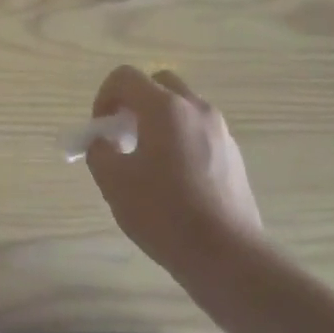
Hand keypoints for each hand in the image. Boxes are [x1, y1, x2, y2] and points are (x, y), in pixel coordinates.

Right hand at [84, 66, 260, 279]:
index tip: (100, 129)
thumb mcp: (114, 183)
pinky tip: (174, 179)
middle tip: (123, 135)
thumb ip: (100, 151)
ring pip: (182, 107)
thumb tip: (104, 142)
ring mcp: (220, 130)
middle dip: (135, 102)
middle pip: (159, 84)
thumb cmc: (164, 214)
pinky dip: (180, 138)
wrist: (227, 256)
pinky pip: (199, 130)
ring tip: (148, 160)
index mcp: (165, 108)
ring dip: (159, 120)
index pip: (125, 77)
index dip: (104, 96)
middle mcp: (196, 109)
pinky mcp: (233, 154)